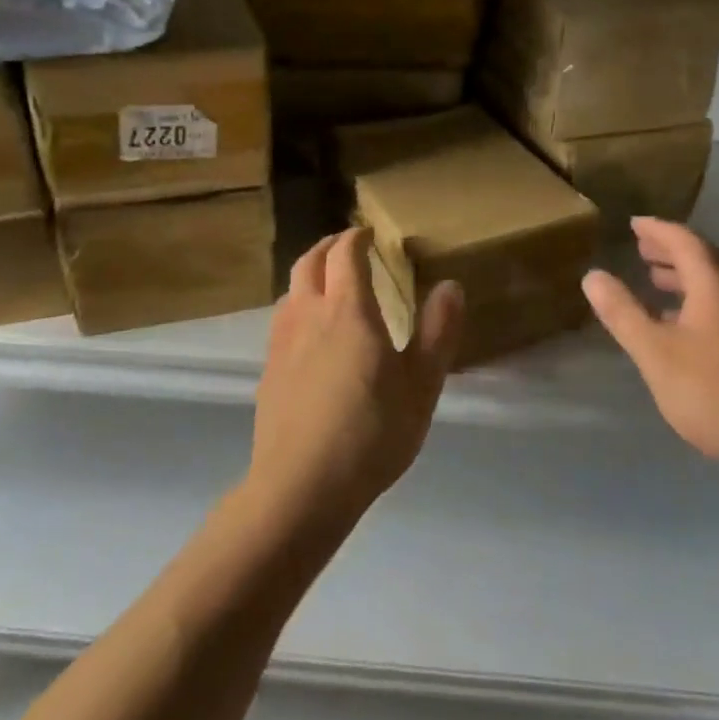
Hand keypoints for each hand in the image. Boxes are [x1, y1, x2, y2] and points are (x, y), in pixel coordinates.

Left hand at [247, 228, 464, 528]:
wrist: (302, 486)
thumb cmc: (371, 431)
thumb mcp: (422, 385)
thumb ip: (437, 332)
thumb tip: (450, 286)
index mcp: (348, 311)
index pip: (345, 255)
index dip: (356, 238)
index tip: (369, 233)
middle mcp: (308, 316)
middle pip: (308, 262)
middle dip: (327, 246)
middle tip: (346, 246)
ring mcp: (281, 344)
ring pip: (290, 291)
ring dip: (308, 276)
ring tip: (327, 286)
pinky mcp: (268, 372)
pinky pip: (281, 323)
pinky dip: (297, 309)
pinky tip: (309, 337)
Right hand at [582, 218, 718, 489]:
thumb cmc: (716, 393)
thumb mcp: (656, 353)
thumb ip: (623, 313)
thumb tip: (592, 275)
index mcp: (717, 286)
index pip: (685, 241)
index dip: (657, 229)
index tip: (634, 223)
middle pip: (706, 260)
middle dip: (671, 251)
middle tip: (642, 249)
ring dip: (686, 278)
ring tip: (657, 283)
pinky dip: (700, 302)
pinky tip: (686, 329)